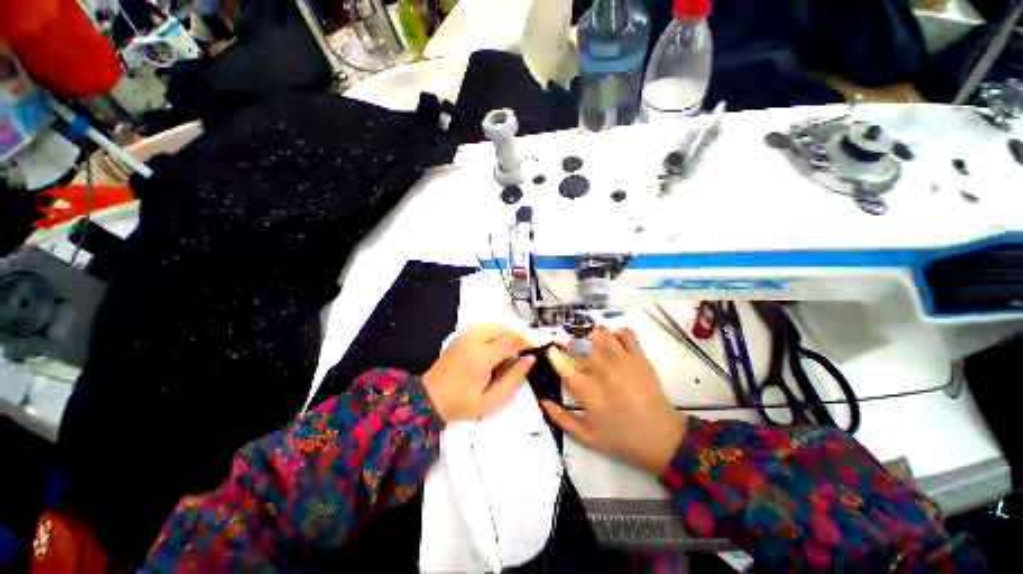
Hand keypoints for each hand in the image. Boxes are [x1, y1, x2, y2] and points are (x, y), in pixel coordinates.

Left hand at [423, 325, 534, 421]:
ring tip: (513, 353)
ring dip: (510, 335)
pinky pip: (489, 326)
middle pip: (507, 328)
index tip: (538, 349)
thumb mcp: (491, 399)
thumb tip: (530, 359)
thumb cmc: (461, 403)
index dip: (529, 342)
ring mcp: (468, 333)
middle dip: (520, 337)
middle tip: (526, 354)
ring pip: (499, 325)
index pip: (513, 340)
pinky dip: (500, 333)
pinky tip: (500, 348)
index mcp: (482, 356)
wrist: (429, 397)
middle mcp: (475, 338)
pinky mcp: (465, 333)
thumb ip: (514, 378)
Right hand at [542, 327, 685, 474]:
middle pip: (578, 346)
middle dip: (567, 342)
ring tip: (590, 345)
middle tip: (567, 346)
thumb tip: (542, 400)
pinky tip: (612, 341)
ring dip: (590, 336)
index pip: (563, 365)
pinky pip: (626, 333)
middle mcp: (602, 370)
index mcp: (587, 391)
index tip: (551, 350)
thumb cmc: (621, 438)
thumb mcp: (586, 437)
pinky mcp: (639, 357)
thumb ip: (560, 418)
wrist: (662, 438)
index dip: (554, 354)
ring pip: (600, 333)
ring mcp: (622, 361)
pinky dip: (617, 332)